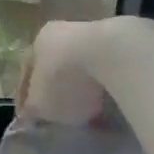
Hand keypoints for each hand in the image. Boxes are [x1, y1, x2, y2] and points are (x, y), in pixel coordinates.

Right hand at [16, 18, 140, 124]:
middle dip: (60, 89)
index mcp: (37, 44)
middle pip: (58, 66)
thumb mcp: (41, 105)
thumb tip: (31, 115)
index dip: (27, 99)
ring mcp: (96, 35)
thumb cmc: (66, 81)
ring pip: (86, 66)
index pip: (28, 73)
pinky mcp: (126, 42)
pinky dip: (110, 85)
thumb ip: (34, 110)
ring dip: (87, 86)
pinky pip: (111, 69)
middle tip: (64, 114)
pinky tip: (116, 103)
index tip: (32, 120)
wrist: (114, 56)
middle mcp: (63, 33)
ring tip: (94, 111)